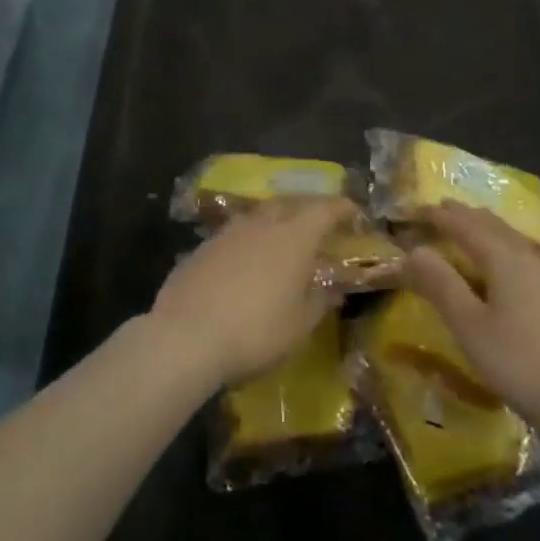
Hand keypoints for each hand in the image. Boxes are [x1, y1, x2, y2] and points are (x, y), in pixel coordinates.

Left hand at [148, 196, 354, 387]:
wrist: (185, 337)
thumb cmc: (256, 332)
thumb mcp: (299, 326)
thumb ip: (320, 301)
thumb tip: (332, 289)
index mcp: (294, 238)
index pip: (326, 209)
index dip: (342, 209)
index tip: (354, 214)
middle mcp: (262, 224)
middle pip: (290, 203)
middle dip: (308, 208)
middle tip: (319, 223)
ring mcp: (228, 232)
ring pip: (259, 215)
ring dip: (276, 221)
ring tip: (282, 240)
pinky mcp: (202, 247)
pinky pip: (235, 233)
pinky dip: (249, 240)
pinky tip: (246, 261)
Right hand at [404, 203, 539, 435]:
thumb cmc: (517, 361)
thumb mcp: (468, 325)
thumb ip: (440, 284)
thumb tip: (413, 251)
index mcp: (504, 257)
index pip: (464, 225)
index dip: (438, 216)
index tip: (414, 209)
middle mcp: (528, 255)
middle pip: (491, 224)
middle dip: (462, 215)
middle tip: (438, 211)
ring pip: (510, 236)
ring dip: (484, 227)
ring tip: (466, 228)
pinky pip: (523, 252)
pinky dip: (502, 244)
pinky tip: (503, 260)